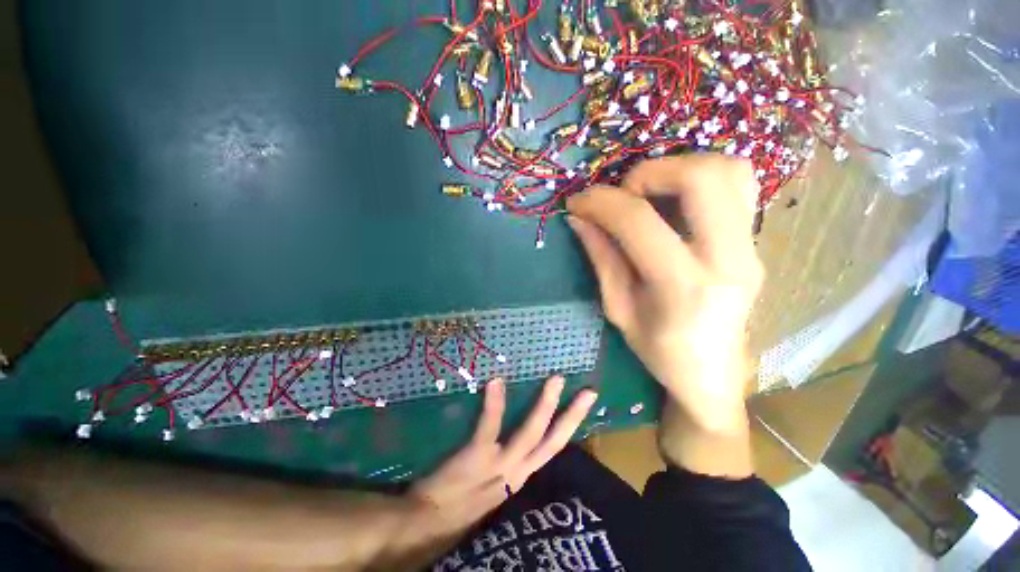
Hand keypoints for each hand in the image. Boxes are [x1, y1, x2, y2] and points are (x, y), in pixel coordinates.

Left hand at [405, 377, 596, 539]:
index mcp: (521, 475)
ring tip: (556, 380)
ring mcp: (498, 466)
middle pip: (552, 442)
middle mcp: (517, 473)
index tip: (585, 404)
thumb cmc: (461, 497)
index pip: (553, 448)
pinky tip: (496, 382)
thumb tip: (517, 430)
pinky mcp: (477, 459)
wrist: (427, 522)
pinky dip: (495, 405)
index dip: (571, 426)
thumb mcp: (494, 482)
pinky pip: (489, 428)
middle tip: (587, 392)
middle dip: (573, 417)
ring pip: (531, 434)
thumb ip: (506, 459)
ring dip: (546, 407)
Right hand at [567, 155, 761, 474]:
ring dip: (678, 169)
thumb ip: (601, 257)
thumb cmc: (659, 351)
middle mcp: (727, 260)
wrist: (713, 373)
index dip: (600, 202)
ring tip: (648, 195)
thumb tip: (579, 218)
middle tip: (622, 195)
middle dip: (647, 173)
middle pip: (700, 178)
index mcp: (683, 287)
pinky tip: (675, 202)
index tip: (578, 202)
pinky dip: (701, 178)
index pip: (638, 222)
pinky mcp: (755, 241)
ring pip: (728, 171)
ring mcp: (750, 247)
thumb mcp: (618, 309)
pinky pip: (739, 185)